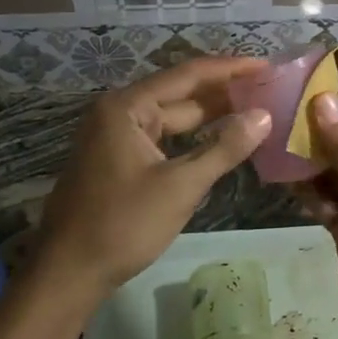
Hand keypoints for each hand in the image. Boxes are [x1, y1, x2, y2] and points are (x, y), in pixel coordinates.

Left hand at [30, 58, 271, 304]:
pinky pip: (162, 139)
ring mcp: (116, 136)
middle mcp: (119, 112)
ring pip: (172, 119)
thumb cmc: (123, 225)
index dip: (230, 69)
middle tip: (269, 91)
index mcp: (127, 107)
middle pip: (180, 94)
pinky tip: (220, 142)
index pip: (188, 74)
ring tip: (254, 112)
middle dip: (224, 93)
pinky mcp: (117, 160)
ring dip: (210, 117)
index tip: (266, 65)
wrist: (68, 273)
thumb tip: (263, 115)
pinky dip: (191, 139)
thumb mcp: (180, 187)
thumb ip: (224, 148)